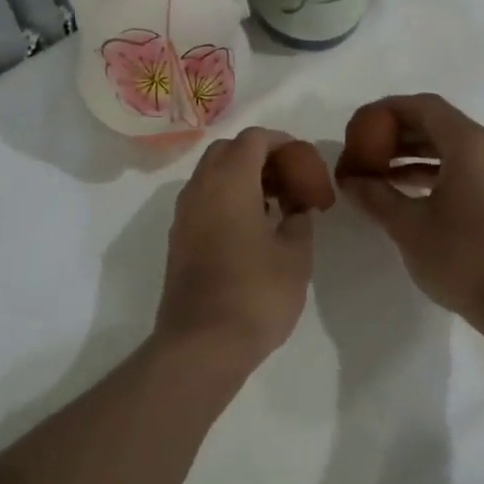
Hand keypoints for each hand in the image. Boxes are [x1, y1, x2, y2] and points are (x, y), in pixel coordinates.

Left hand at [153, 127, 315, 373]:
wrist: (202, 344)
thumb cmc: (256, 294)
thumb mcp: (295, 255)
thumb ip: (299, 220)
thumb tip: (295, 209)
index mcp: (229, 183)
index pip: (253, 139)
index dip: (282, 142)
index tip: (304, 162)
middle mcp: (199, 190)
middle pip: (226, 151)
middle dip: (259, 156)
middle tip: (289, 180)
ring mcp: (183, 216)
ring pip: (211, 176)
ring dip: (241, 178)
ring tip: (275, 205)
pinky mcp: (178, 240)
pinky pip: (203, 202)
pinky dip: (227, 200)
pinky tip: (252, 229)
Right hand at [338, 94, 483, 325]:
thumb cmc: (462, 258)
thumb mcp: (408, 226)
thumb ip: (374, 196)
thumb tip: (349, 180)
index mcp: (470, 145)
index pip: (424, 107)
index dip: (387, 110)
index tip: (359, 125)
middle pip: (439, 125)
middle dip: (399, 134)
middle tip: (364, 151)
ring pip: (453, 149)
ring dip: (415, 155)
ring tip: (379, 173)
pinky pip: (467, 169)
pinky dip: (436, 173)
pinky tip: (408, 192)